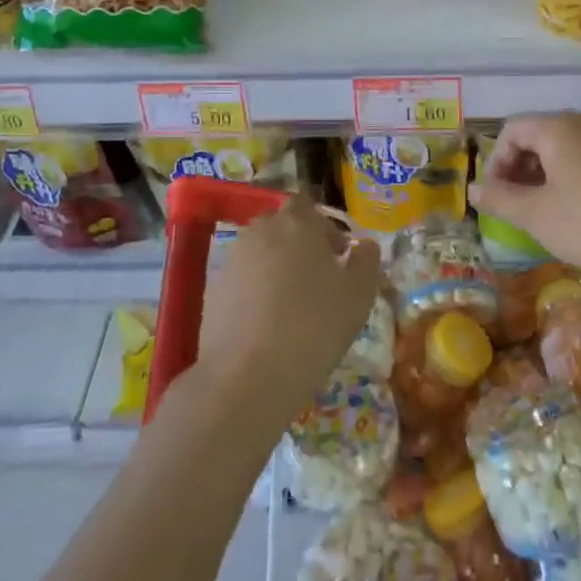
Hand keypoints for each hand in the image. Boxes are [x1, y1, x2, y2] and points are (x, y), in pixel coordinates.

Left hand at [195, 196, 383, 422]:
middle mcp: (260, 231)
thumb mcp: (359, 295)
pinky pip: (243, 280)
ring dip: (277, 268)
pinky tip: (268, 325)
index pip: (307, 204)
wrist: (249, 376)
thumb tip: (366, 246)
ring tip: (294, 306)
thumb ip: (367, 261)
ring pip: (261, 253)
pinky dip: (256, 293)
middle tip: (319, 280)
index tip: (338, 256)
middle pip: (282, 226)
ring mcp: (232, 259)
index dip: (323, 227)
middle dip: (300, 245)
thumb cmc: (315, 325)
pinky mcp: (214, 290)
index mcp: (297, 222)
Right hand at [472, 114, 580, 290]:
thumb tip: (472, 187)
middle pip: (541, 134)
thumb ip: (499, 199)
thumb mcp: (537, 217)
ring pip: (570, 146)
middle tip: (519, 206)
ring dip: (549, 174)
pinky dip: (579, 176)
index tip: (497, 198)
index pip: (512, 129)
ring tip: (550, 212)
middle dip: (522, 168)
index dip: (495, 162)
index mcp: (559, 127)